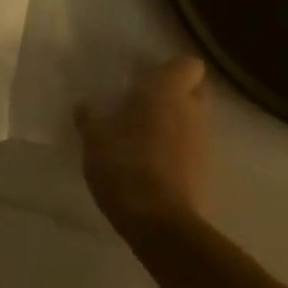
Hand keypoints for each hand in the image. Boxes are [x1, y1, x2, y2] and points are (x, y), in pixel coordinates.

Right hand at [76, 56, 210, 238]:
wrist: (158, 222)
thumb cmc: (124, 165)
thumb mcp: (94, 140)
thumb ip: (90, 119)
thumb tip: (82, 106)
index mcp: (168, 91)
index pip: (188, 65)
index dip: (171, 69)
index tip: (146, 78)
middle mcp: (192, 110)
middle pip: (195, 91)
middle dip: (175, 94)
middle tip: (143, 104)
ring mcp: (203, 142)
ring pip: (193, 121)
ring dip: (175, 124)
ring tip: (143, 137)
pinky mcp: (205, 172)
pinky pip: (191, 149)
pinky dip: (176, 151)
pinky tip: (151, 164)